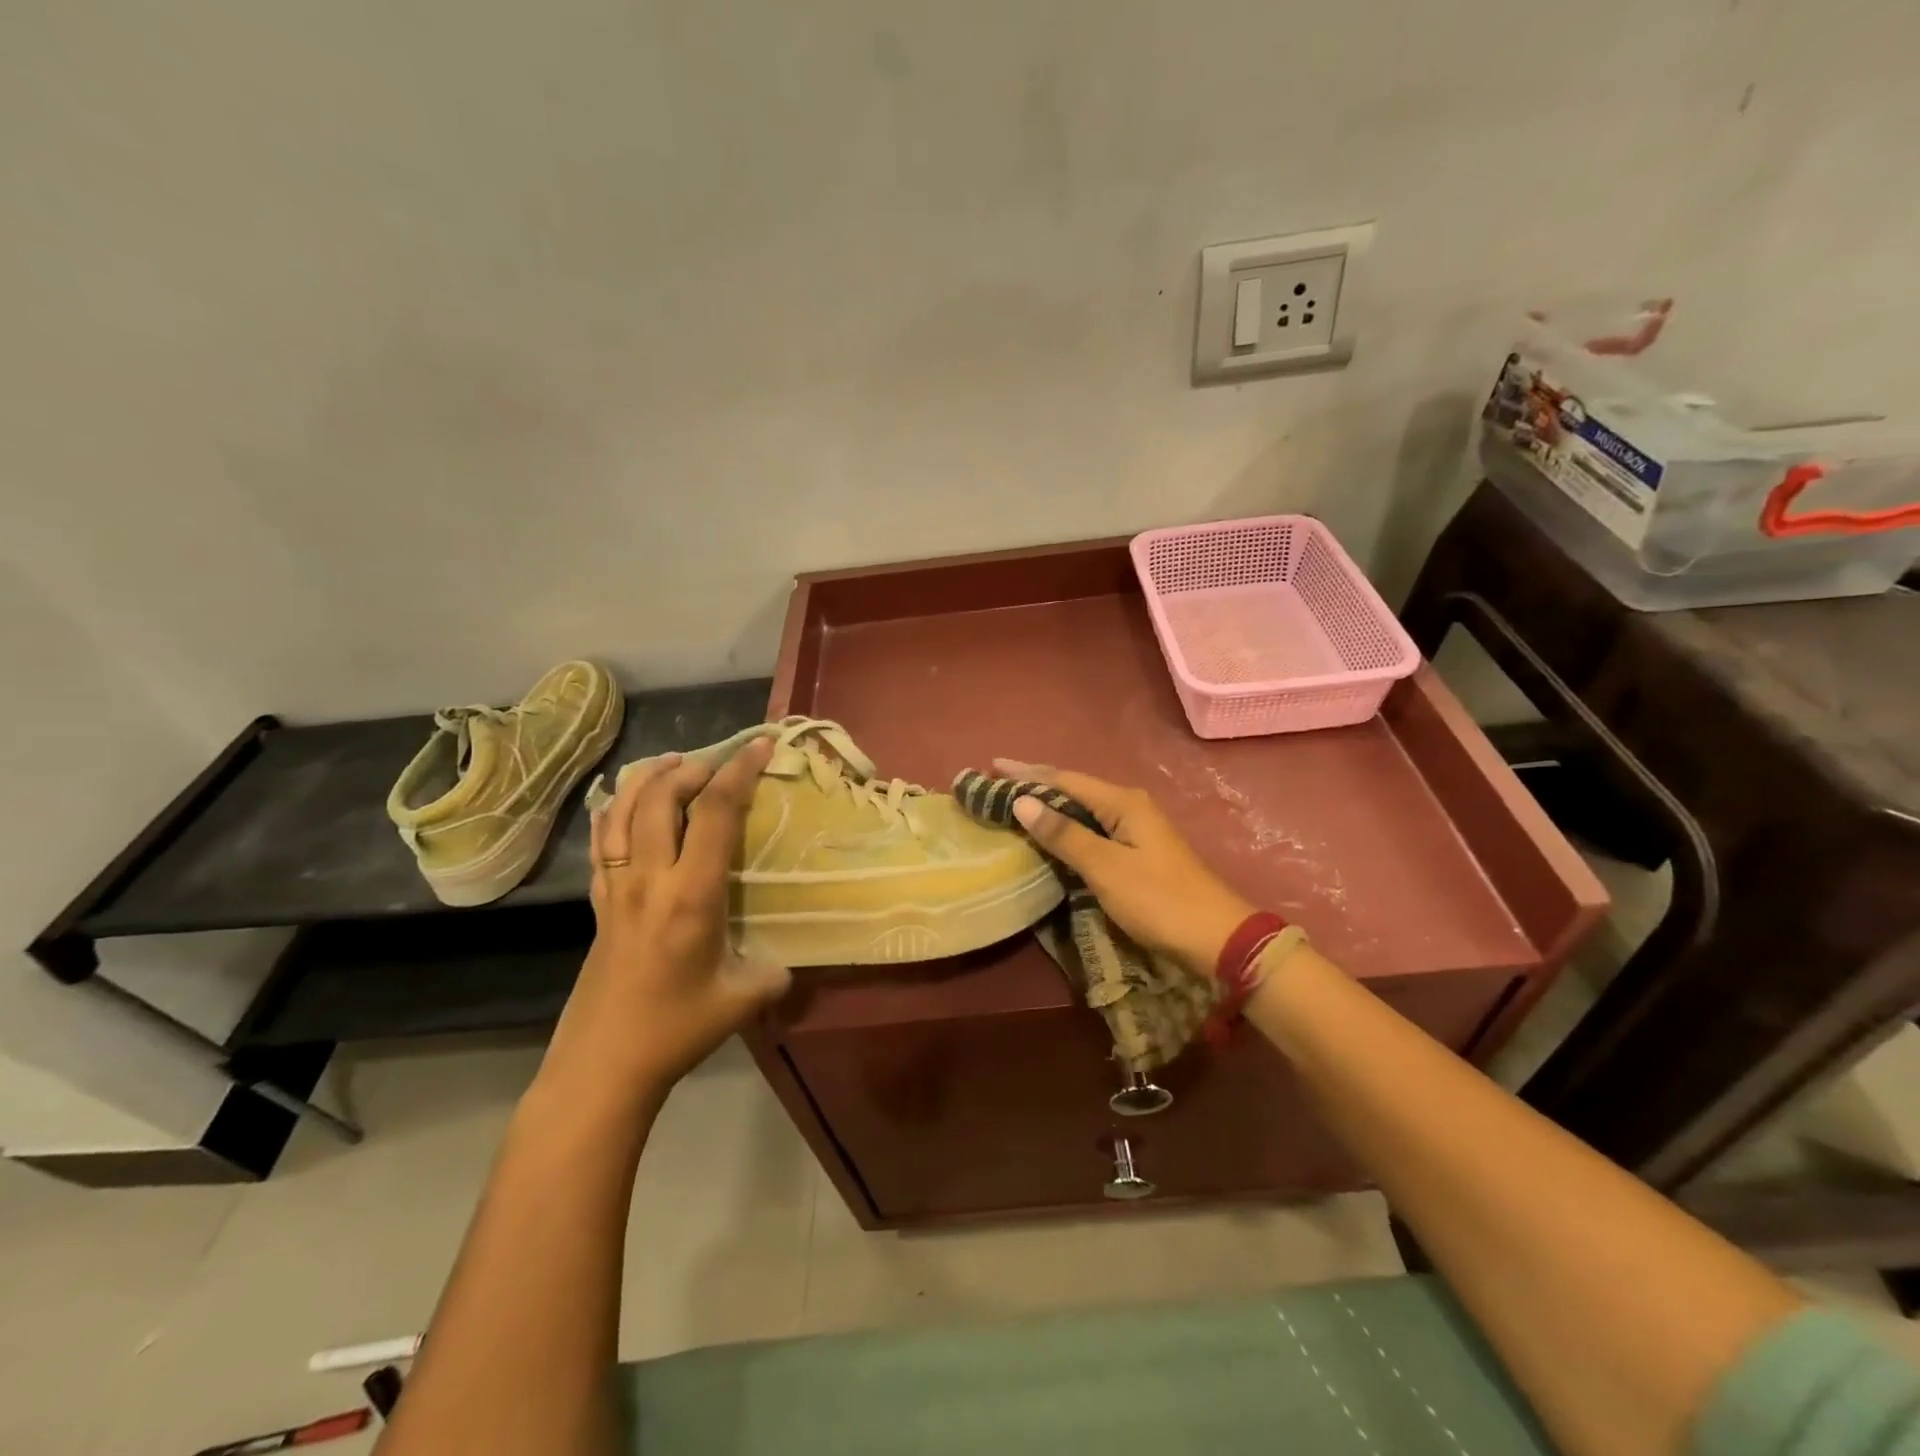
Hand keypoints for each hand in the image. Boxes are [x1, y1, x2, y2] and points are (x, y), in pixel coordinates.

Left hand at [540, 738, 790, 1105]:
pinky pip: (601, 840)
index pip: (715, 813)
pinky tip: (624, 801)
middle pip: (661, 798)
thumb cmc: (676, 1029)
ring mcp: (616, 887)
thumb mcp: (743, 999)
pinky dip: (613, 809)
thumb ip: (773, 972)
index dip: (739, 771)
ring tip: (672, 764)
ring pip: (623, 811)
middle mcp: (650, 878)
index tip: (760, 746)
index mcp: (692, 894)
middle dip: (692, 768)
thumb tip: (786, 962)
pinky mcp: (597, 902)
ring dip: (649, 779)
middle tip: (717, 763)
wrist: (603, 1064)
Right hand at [995, 760, 1254, 978]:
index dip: (1027, 773)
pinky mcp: (1139, 850)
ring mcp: (1137, 828)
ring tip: (1017, 801)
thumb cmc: (1159, 900)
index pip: (1064, 779)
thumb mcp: (1106, 868)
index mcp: (1123, 802)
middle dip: (1036, 783)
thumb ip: (1064, 835)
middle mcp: (1130, 806)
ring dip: (1050, 804)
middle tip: (999, 781)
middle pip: (1074, 788)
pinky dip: (1067, 825)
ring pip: (1083, 807)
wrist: (1217, 938)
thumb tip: (1023, 802)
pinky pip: (1093, 826)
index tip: (992, 766)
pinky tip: (1053, 831)